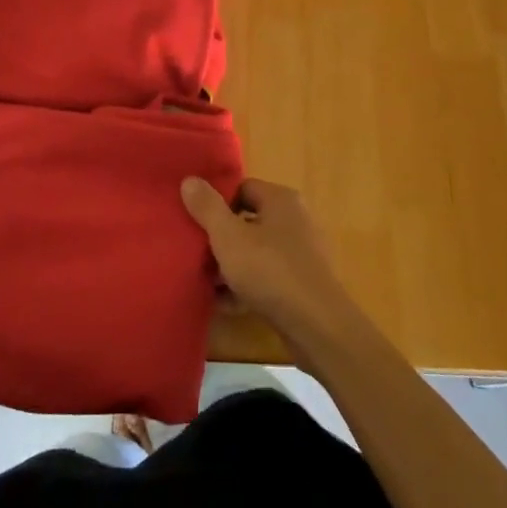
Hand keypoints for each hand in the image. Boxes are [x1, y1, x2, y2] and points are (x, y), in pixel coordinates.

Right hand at [181, 176, 355, 343]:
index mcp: (281, 200)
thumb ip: (207, 208)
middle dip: (220, 237)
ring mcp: (301, 254)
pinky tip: (223, 303)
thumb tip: (189, 179)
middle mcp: (294, 220)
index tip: (193, 220)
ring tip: (202, 279)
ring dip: (230, 265)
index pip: (242, 188)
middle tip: (193, 250)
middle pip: (247, 220)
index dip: (216, 202)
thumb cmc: (270, 271)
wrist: (317, 327)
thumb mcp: (229, 237)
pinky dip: (245, 287)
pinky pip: (266, 278)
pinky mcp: (301, 285)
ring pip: (255, 252)